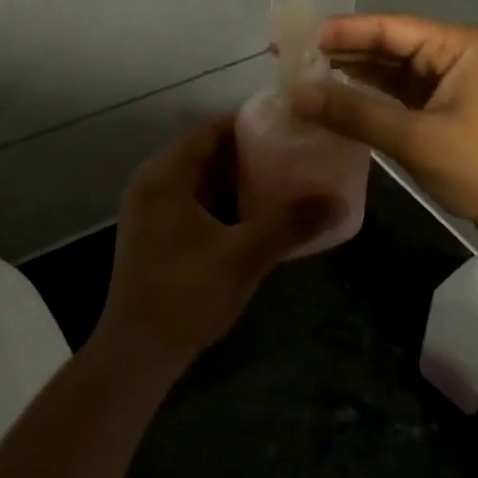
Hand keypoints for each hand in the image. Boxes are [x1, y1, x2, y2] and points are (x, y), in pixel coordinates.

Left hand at [94, 118, 341, 378]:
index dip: (248, 126)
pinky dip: (221, 201)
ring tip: (283, 179)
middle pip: (204, 153)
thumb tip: (338, 200)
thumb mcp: (244, 256)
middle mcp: (151, 183)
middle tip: (292, 153)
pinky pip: (192, 202)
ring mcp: (150, 210)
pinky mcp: (154, 234)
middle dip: (247, 153)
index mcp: (165, 176)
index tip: (287, 127)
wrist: (139, 351)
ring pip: (198, 180)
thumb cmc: (187, 293)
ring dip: (235, 179)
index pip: (209, 131)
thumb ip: (290, 224)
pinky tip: (255, 213)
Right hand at [286, 13, 477, 227]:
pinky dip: (366, 97)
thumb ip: (354, 113)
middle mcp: (452, 53)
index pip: (386, 27)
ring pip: (388, 70)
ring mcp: (448, 81)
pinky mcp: (442, 107)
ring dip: (349, 75)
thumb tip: (295, 95)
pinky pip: (396, 93)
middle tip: (288, 60)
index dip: (338, 31)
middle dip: (339, 52)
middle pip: (386, 44)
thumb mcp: (415, 138)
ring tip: (301, 78)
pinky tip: (333, 99)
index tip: (293, 39)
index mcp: (456, 45)